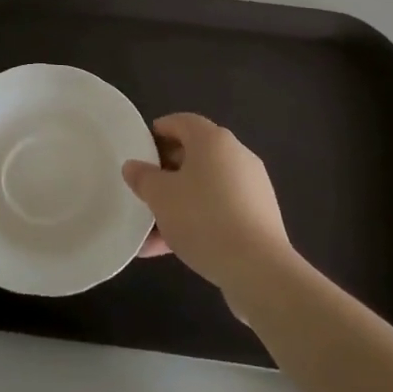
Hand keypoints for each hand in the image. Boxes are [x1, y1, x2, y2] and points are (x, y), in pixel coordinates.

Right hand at [123, 114, 294, 298]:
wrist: (259, 269)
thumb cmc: (203, 219)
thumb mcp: (160, 197)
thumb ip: (143, 177)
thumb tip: (133, 166)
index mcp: (213, 140)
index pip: (181, 121)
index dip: (158, 132)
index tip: (139, 150)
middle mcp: (236, 155)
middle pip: (194, 154)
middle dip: (166, 172)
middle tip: (144, 189)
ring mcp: (251, 187)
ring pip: (205, 187)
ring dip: (178, 203)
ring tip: (151, 230)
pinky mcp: (259, 217)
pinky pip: (220, 210)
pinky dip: (197, 221)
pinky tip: (172, 248)